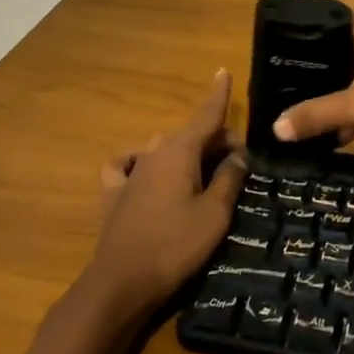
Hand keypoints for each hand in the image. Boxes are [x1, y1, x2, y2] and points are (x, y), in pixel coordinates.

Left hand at [81, 71, 247, 321]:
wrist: (121, 283)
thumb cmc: (175, 246)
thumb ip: (229, 179)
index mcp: (180, 152)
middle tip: (238, 165)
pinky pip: (126, 165)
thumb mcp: (215, 214)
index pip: (205, 115)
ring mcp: (130, 173)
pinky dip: (138, 162)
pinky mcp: (113, 195)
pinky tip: (143, 171)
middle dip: (214, 141)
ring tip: (202, 174)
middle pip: (190, 135)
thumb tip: (240, 153)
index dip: (218, 94)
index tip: (223, 71)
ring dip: (184, 153)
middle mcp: (153, 153)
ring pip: (161, 148)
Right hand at [271, 9, 353, 157]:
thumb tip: (275, 128)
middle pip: (339, 51)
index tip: (275, 68)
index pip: (324, 25)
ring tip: (304, 116)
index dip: (300, 47)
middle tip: (283, 95)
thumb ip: (317, 114)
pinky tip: (339, 133)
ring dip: (339, 94)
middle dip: (317, 75)